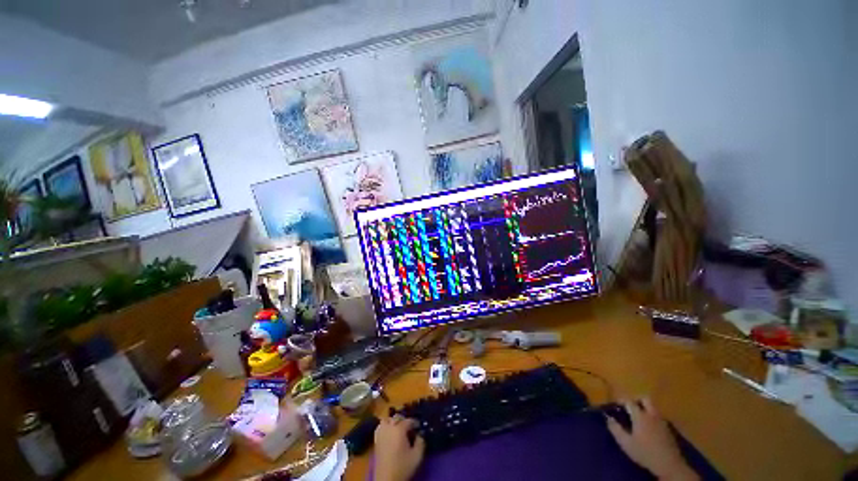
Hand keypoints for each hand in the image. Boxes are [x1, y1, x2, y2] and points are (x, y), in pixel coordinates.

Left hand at [374, 415, 424, 480]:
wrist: (387, 480)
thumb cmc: (403, 467)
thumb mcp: (417, 456)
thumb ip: (421, 441)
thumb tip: (420, 434)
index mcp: (399, 429)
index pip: (409, 420)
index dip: (415, 423)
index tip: (419, 427)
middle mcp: (389, 428)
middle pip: (397, 417)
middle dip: (404, 420)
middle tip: (410, 428)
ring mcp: (381, 433)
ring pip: (387, 419)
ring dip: (393, 421)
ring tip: (399, 428)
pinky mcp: (376, 440)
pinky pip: (380, 427)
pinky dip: (385, 426)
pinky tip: (389, 432)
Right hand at [606, 398, 698, 480]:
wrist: (669, 465)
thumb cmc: (645, 453)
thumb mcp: (626, 443)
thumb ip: (615, 429)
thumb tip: (608, 418)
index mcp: (640, 415)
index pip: (629, 401)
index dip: (621, 400)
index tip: (615, 404)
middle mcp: (652, 414)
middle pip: (645, 399)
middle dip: (636, 400)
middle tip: (629, 407)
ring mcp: (662, 421)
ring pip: (653, 407)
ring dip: (645, 408)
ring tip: (638, 417)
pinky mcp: (668, 429)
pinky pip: (658, 417)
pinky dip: (651, 417)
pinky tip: (648, 427)